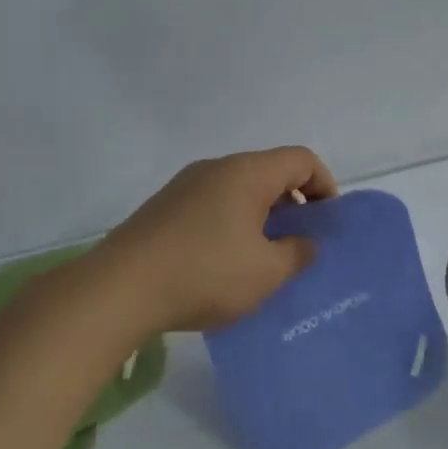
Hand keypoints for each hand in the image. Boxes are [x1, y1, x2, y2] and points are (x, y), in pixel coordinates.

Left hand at [101, 146, 338, 332]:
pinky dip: (231, 224)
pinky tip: (224, 263)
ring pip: (238, 190)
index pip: (301, 159)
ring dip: (260, 216)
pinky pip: (212, 205)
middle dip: (293, 203)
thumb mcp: (267, 272)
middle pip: (269, 171)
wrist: (120, 289)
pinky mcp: (163, 207)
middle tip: (299, 243)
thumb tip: (304, 242)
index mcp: (247, 173)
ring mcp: (185, 186)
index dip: (324, 185)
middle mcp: (216, 168)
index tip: (327, 223)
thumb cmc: (205, 273)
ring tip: (263, 258)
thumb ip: (297, 253)